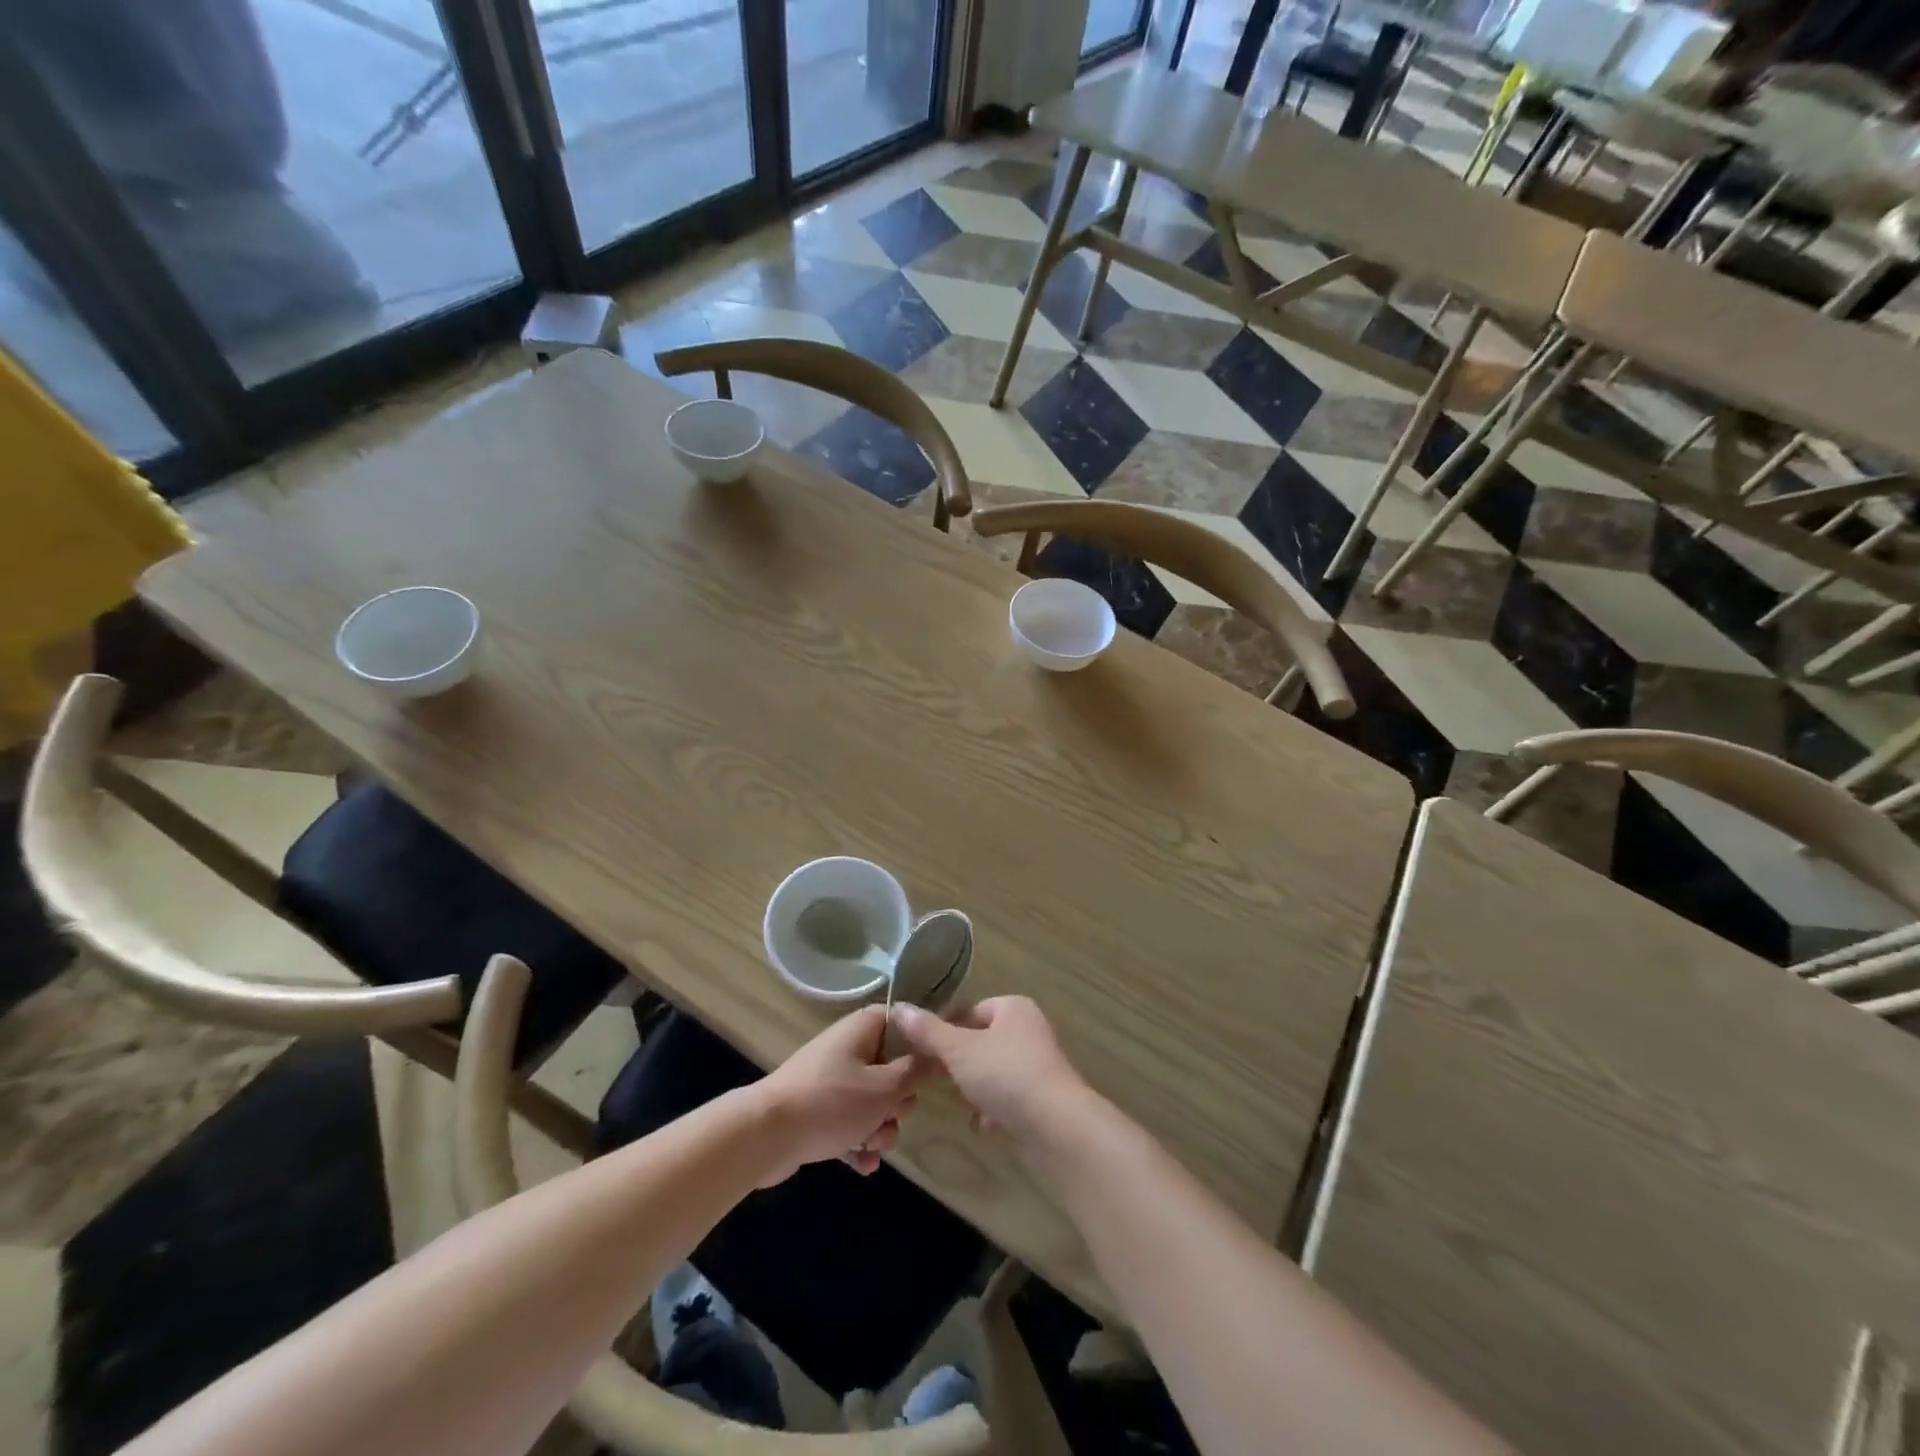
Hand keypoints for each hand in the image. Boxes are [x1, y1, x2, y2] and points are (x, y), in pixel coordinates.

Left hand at [755, 1007, 925, 1183]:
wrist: (766, 1135)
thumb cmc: (831, 1102)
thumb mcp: (883, 1089)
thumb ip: (916, 1072)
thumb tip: (941, 1054)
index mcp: (863, 1028)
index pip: (903, 1022)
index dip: (921, 1044)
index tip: (934, 1070)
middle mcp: (849, 1048)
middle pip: (892, 1069)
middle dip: (896, 1102)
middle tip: (889, 1115)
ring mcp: (832, 1080)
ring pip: (873, 1102)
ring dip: (878, 1128)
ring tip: (868, 1145)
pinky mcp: (819, 1110)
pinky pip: (851, 1123)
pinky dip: (858, 1142)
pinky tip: (862, 1165)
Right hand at [893, 997, 1089, 1146]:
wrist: (1057, 1127)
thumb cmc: (1006, 1075)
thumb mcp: (959, 1050)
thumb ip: (928, 1032)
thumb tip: (899, 1007)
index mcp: (1014, 1008)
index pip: (972, 1010)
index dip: (948, 1029)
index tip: (927, 1052)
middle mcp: (1031, 1031)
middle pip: (983, 1042)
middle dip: (962, 1064)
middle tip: (942, 1080)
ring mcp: (1040, 1066)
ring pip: (995, 1073)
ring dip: (977, 1090)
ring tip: (964, 1105)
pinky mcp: (1044, 1099)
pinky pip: (1010, 1099)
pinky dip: (996, 1111)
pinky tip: (985, 1126)